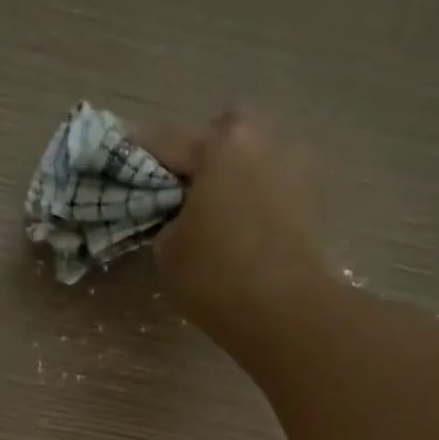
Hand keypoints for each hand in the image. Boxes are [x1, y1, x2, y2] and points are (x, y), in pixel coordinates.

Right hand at [144, 110, 336, 356]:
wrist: (283, 307)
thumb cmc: (214, 274)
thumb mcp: (167, 249)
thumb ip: (167, 217)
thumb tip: (179, 213)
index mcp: (220, 144)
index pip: (166, 141)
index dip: (138, 152)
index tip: (123, 155)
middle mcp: (263, 138)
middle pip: (222, 133)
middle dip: (202, 152)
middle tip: (182, 189)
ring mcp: (296, 161)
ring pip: (254, 154)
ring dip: (234, 172)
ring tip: (216, 209)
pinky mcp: (315, 193)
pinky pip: (274, 181)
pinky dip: (257, 195)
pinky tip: (243, 224)